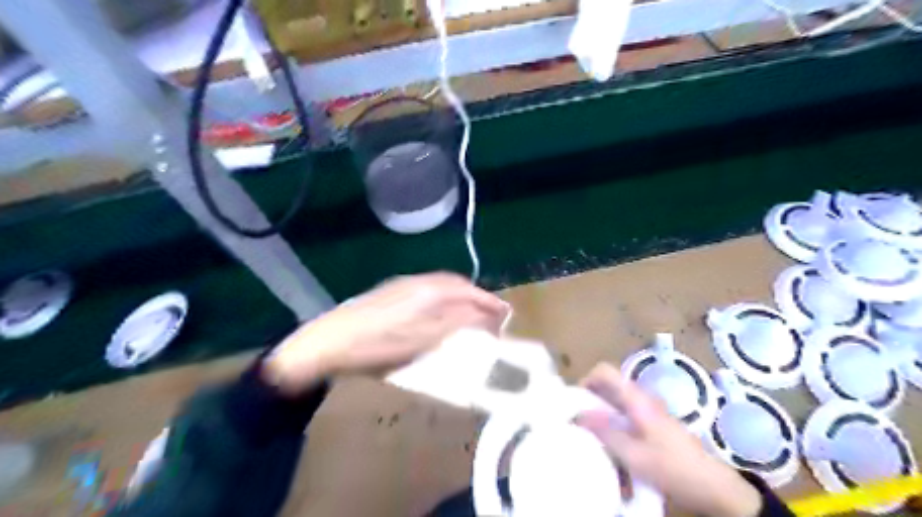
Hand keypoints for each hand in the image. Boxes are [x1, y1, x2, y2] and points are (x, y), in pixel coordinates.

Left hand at [264, 272, 510, 393]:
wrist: (330, 342)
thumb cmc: (379, 347)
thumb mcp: (423, 341)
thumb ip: (457, 324)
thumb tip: (486, 316)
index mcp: (431, 292)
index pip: (470, 292)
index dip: (490, 303)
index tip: (506, 314)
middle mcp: (420, 282)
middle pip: (458, 285)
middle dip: (478, 298)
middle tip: (491, 316)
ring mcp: (404, 285)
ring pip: (443, 286)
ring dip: (461, 298)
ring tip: (470, 316)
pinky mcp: (392, 292)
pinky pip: (429, 290)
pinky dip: (444, 299)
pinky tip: (440, 314)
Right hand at [573, 364, 763, 516]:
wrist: (713, 486)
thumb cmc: (672, 467)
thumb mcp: (633, 454)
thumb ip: (604, 431)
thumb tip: (577, 413)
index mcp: (636, 398)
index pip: (604, 371)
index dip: (585, 379)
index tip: (573, 402)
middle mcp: (641, 397)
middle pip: (607, 385)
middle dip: (589, 398)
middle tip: (576, 420)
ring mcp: (648, 410)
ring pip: (615, 401)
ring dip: (599, 412)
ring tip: (588, 433)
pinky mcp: (652, 423)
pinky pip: (624, 414)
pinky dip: (612, 423)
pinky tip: (609, 444)